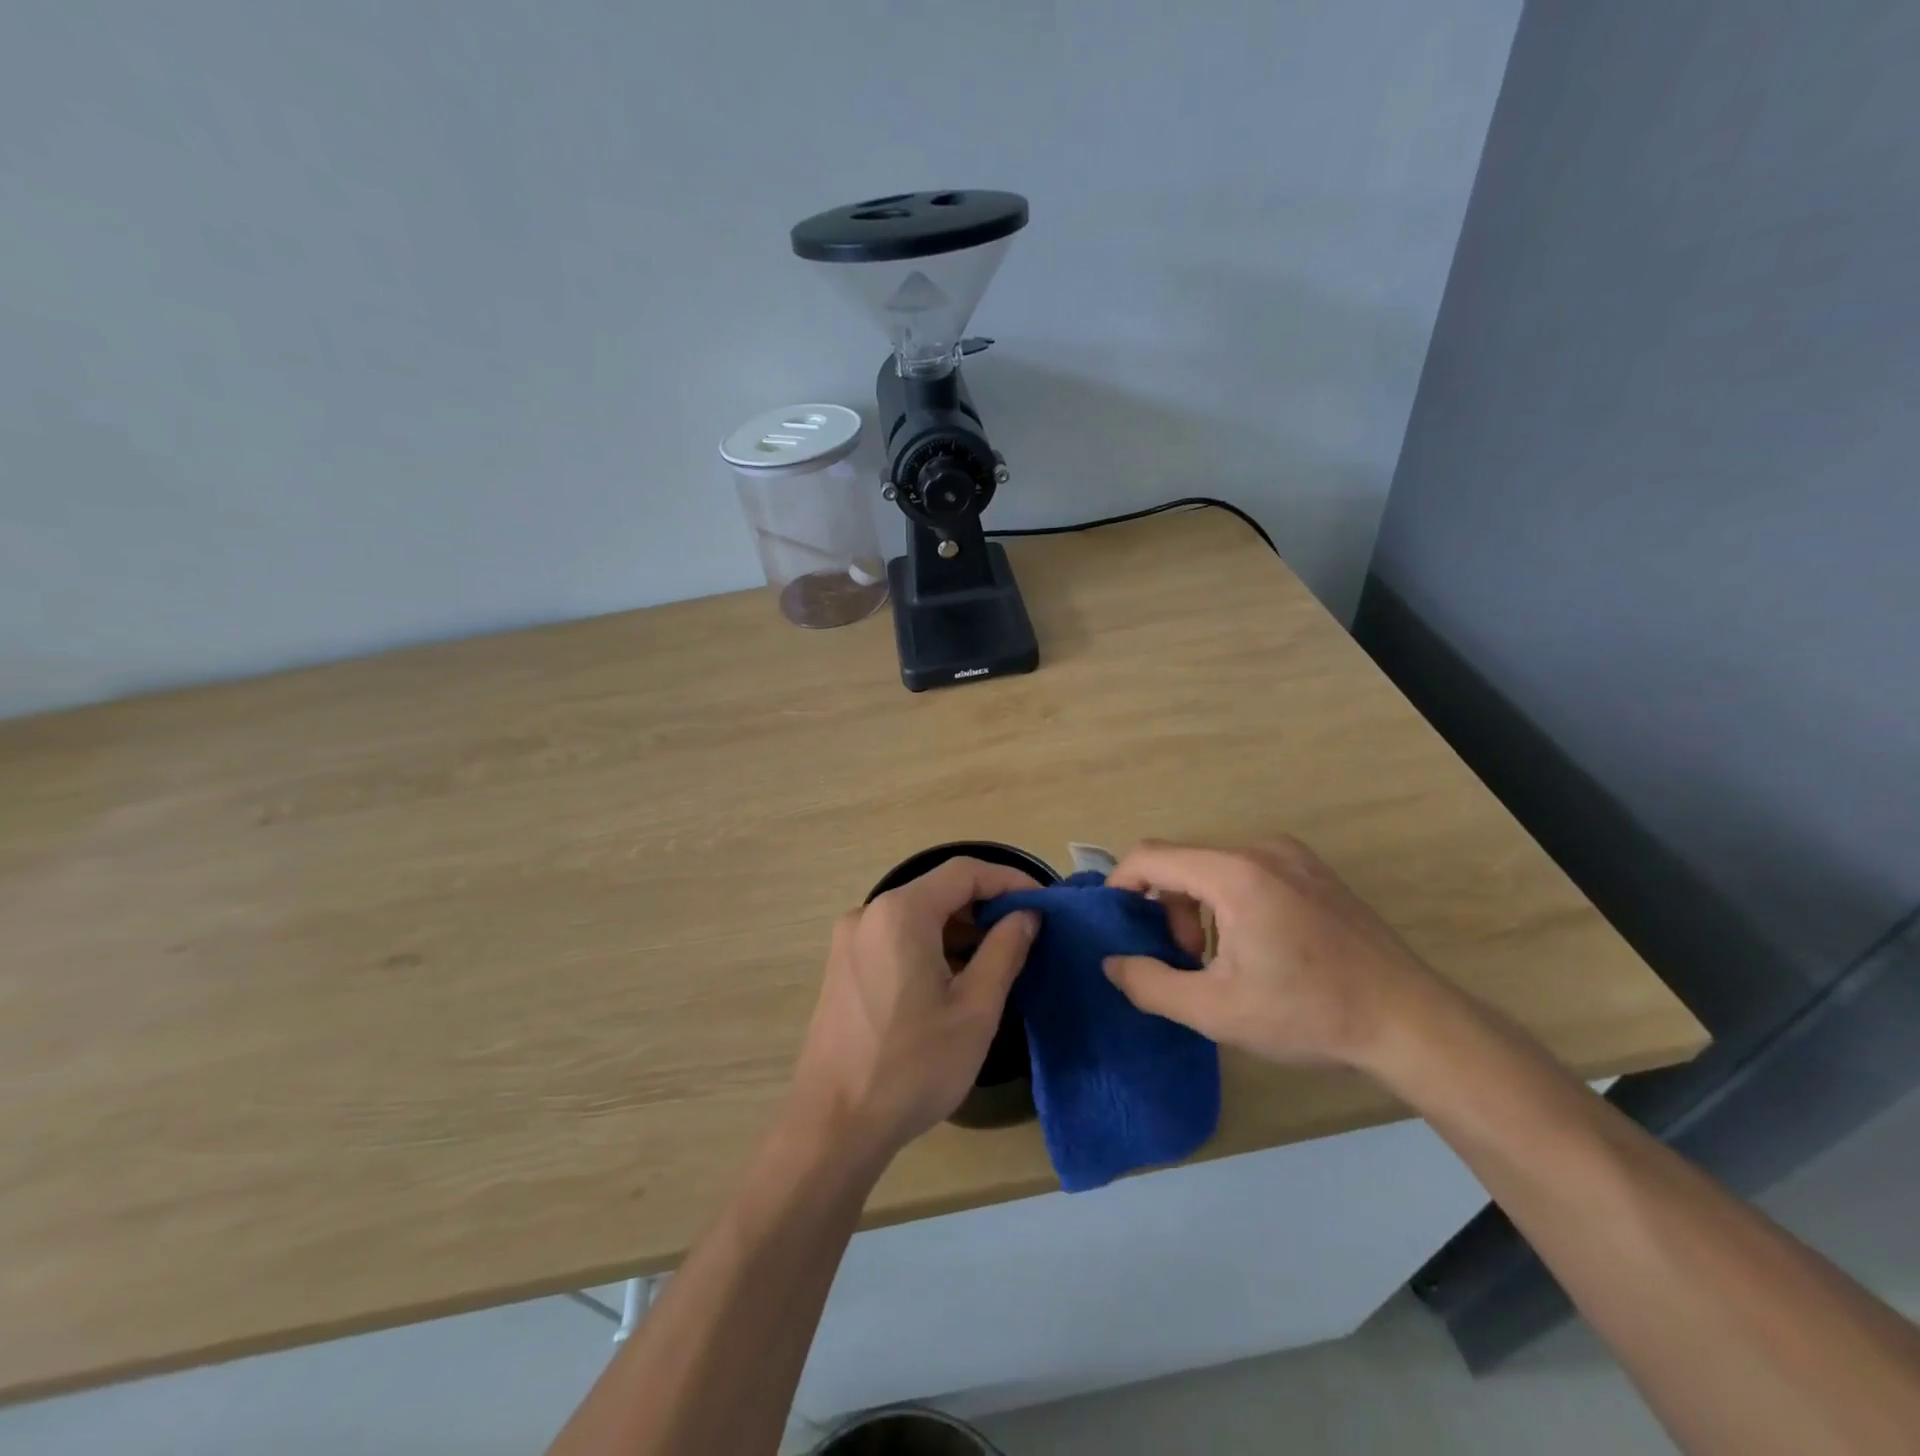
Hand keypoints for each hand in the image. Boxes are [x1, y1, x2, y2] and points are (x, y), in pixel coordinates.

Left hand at [788, 857, 1040, 1161]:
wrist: (833, 1126)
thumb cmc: (912, 1066)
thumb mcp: (975, 1010)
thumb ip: (1005, 951)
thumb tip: (1026, 915)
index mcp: (900, 912)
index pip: (964, 872)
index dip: (1009, 880)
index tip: (1044, 903)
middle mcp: (869, 913)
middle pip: (938, 890)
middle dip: (985, 905)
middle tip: (1026, 932)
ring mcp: (850, 940)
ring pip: (917, 915)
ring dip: (960, 927)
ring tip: (999, 956)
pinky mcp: (843, 966)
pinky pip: (896, 937)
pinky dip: (932, 944)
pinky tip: (956, 976)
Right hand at [1103, 838, 1438, 1068]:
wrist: (1410, 1022)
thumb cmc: (1309, 1013)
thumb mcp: (1217, 1011)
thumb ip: (1151, 984)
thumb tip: (1112, 963)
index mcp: (1235, 874)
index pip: (1151, 856)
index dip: (1121, 885)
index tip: (1115, 924)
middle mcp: (1261, 849)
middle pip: (1184, 862)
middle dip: (1168, 909)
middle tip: (1188, 963)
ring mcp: (1293, 855)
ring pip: (1214, 868)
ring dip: (1199, 909)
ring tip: (1221, 962)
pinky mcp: (1313, 870)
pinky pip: (1247, 872)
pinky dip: (1229, 902)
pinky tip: (1257, 948)